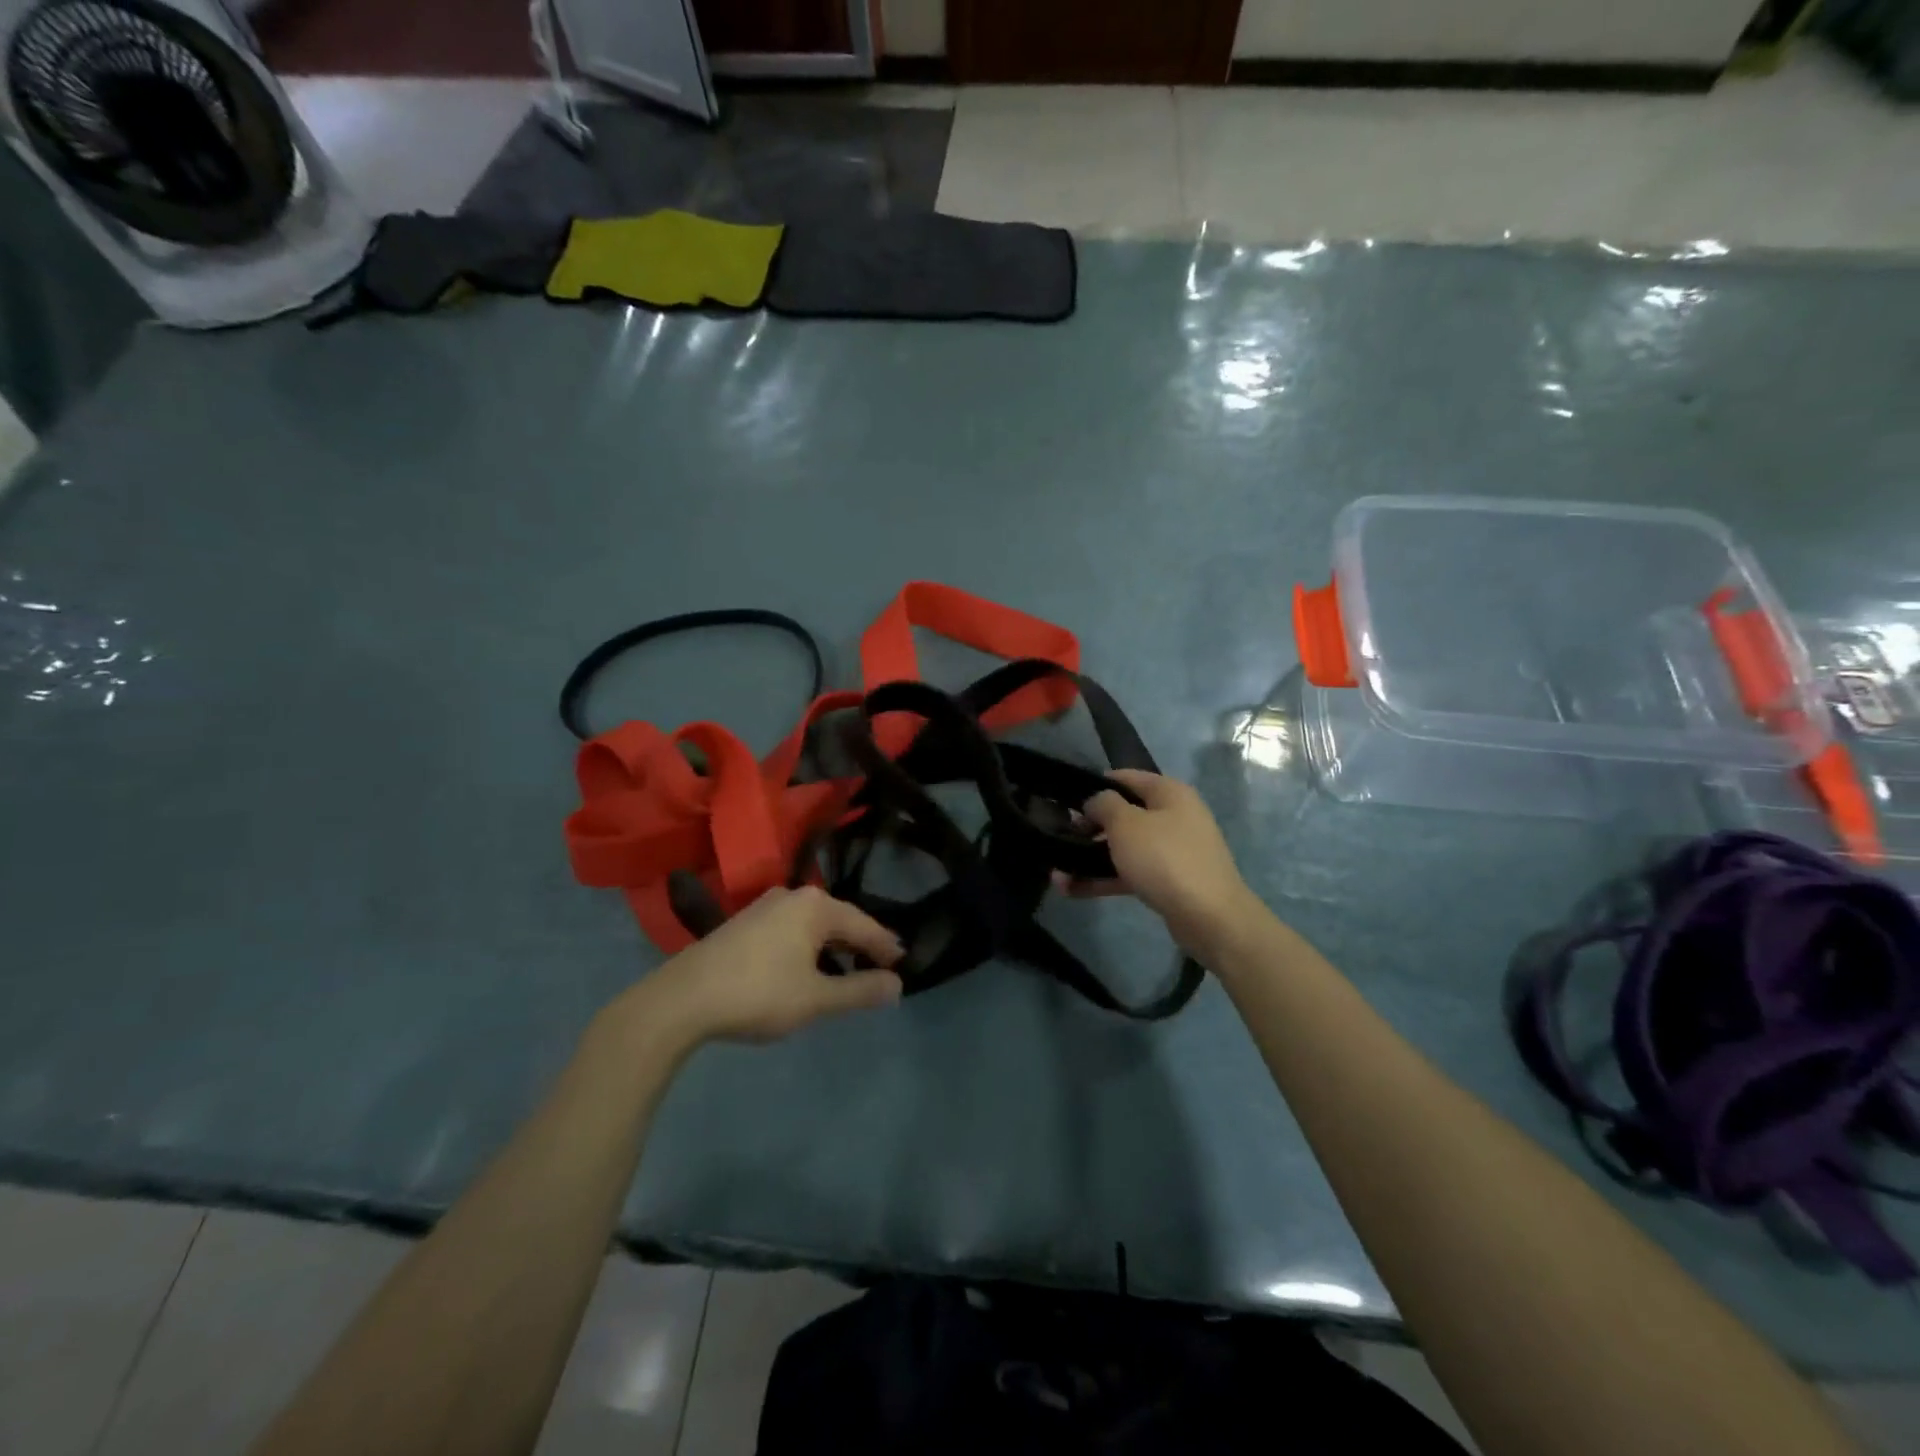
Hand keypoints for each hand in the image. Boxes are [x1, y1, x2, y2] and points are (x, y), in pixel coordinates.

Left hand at [618, 886, 904, 1049]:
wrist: (681, 1000)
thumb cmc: (758, 994)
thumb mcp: (816, 998)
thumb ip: (860, 990)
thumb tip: (896, 985)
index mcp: (816, 906)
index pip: (864, 925)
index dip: (885, 948)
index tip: (903, 966)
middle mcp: (792, 896)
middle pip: (838, 920)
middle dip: (859, 945)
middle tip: (879, 968)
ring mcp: (765, 906)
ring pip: (812, 925)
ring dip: (832, 948)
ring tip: (845, 973)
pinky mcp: (744, 922)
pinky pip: (791, 930)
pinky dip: (807, 948)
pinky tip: (805, 970)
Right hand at [1060, 769, 1257, 951]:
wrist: (1210, 917)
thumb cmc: (1165, 859)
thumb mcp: (1126, 824)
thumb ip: (1103, 804)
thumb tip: (1095, 801)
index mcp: (1169, 793)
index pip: (1125, 777)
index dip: (1094, 785)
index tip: (1066, 801)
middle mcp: (1174, 817)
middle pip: (1124, 814)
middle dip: (1089, 827)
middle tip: (1061, 837)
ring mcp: (1173, 851)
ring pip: (1125, 848)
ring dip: (1091, 859)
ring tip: (1057, 874)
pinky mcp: (1169, 881)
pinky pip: (1131, 873)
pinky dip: (1105, 879)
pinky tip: (1073, 890)